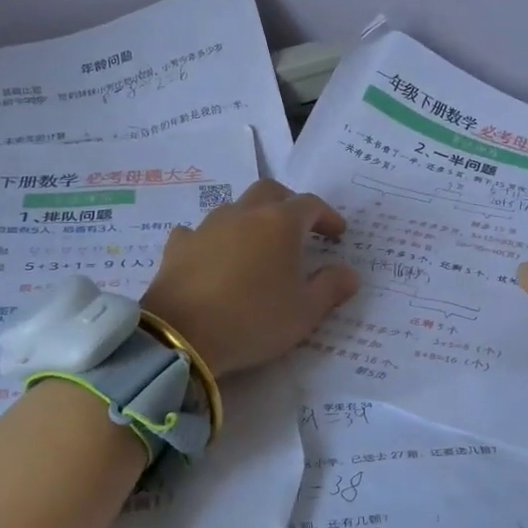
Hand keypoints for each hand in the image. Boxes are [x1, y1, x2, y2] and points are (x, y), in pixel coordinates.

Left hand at [142, 179, 361, 377]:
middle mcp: (243, 214)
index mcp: (280, 224)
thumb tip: (350, 273)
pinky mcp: (178, 246)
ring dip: (251, 220)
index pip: (311, 205)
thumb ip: (331, 288)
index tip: (337, 234)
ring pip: (234, 208)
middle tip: (300, 228)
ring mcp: (207, 227)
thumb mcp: (305, 312)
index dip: (328, 216)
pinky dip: (213, 240)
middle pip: (270, 192)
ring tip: (257, 247)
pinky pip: (199, 232)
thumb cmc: (254, 320)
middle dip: (289, 204)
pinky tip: (213, 257)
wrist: (182, 335)